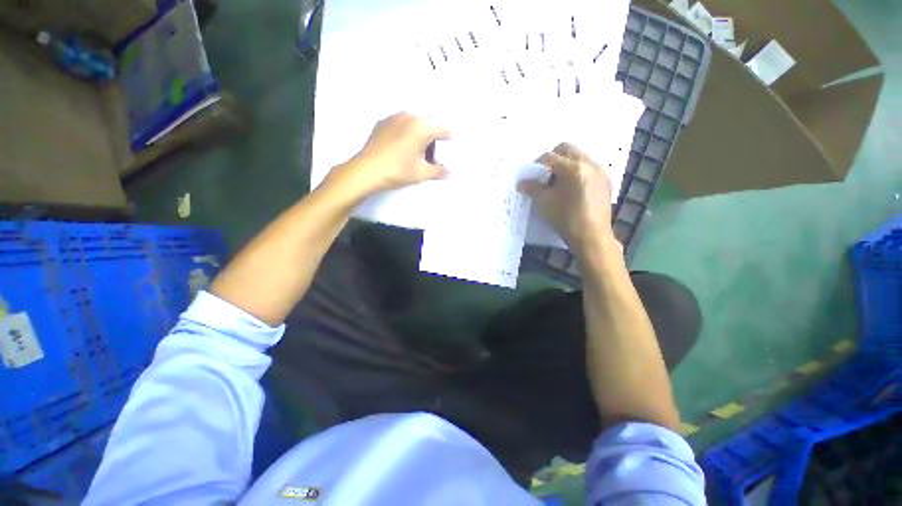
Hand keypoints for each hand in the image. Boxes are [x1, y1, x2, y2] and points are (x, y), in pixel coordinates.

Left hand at [329, 113, 450, 199]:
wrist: (366, 171)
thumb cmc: (396, 170)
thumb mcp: (422, 173)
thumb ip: (439, 171)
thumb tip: (448, 172)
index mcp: (422, 126)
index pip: (444, 129)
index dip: (448, 141)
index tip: (446, 152)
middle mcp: (408, 116)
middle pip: (428, 125)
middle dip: (432, 140)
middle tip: (430, 158)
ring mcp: (393, 118)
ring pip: (414, 124)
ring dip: (419, 137)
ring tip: (415, 155)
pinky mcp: (382, 123)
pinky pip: (400, 126)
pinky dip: (405, 135)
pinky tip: (401, 151)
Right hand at [518, 143, 619, 255]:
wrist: (592, 237)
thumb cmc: (565, 219)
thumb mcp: (544, 203)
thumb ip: (532, 188)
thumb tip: (521, 183)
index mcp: (574, 168)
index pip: (550, 157)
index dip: (537, 164)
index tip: (531, 175)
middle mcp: (590, 164)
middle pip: (568, 149)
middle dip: (553, 158)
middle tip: (545, 175)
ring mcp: (600, 172)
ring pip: (579, 157)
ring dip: (566, 164)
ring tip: (558, 183)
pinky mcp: (605, 181)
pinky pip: (589, 168)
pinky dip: (577, 172)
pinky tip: (572, 189)